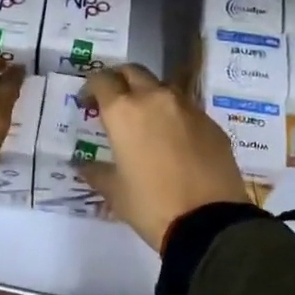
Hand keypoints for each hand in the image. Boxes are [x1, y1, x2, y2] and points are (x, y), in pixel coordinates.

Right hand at [80, 63, 249, 249]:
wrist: (210, 222)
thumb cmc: (152, 205)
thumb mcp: (115, 192)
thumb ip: (96, 172)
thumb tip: (83, 166)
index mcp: (124, 112)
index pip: (103, 81)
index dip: (91, 87)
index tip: (88, 102)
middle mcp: (156, 99)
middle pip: (134, 72)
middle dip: (120, 81)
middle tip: (114, 101)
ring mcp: (188, 108)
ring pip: (163, 87)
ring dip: (149, 95)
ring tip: (145, 120)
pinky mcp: (211, 123)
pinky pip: (187, 108)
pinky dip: (174, 115)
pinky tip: (173, 139)